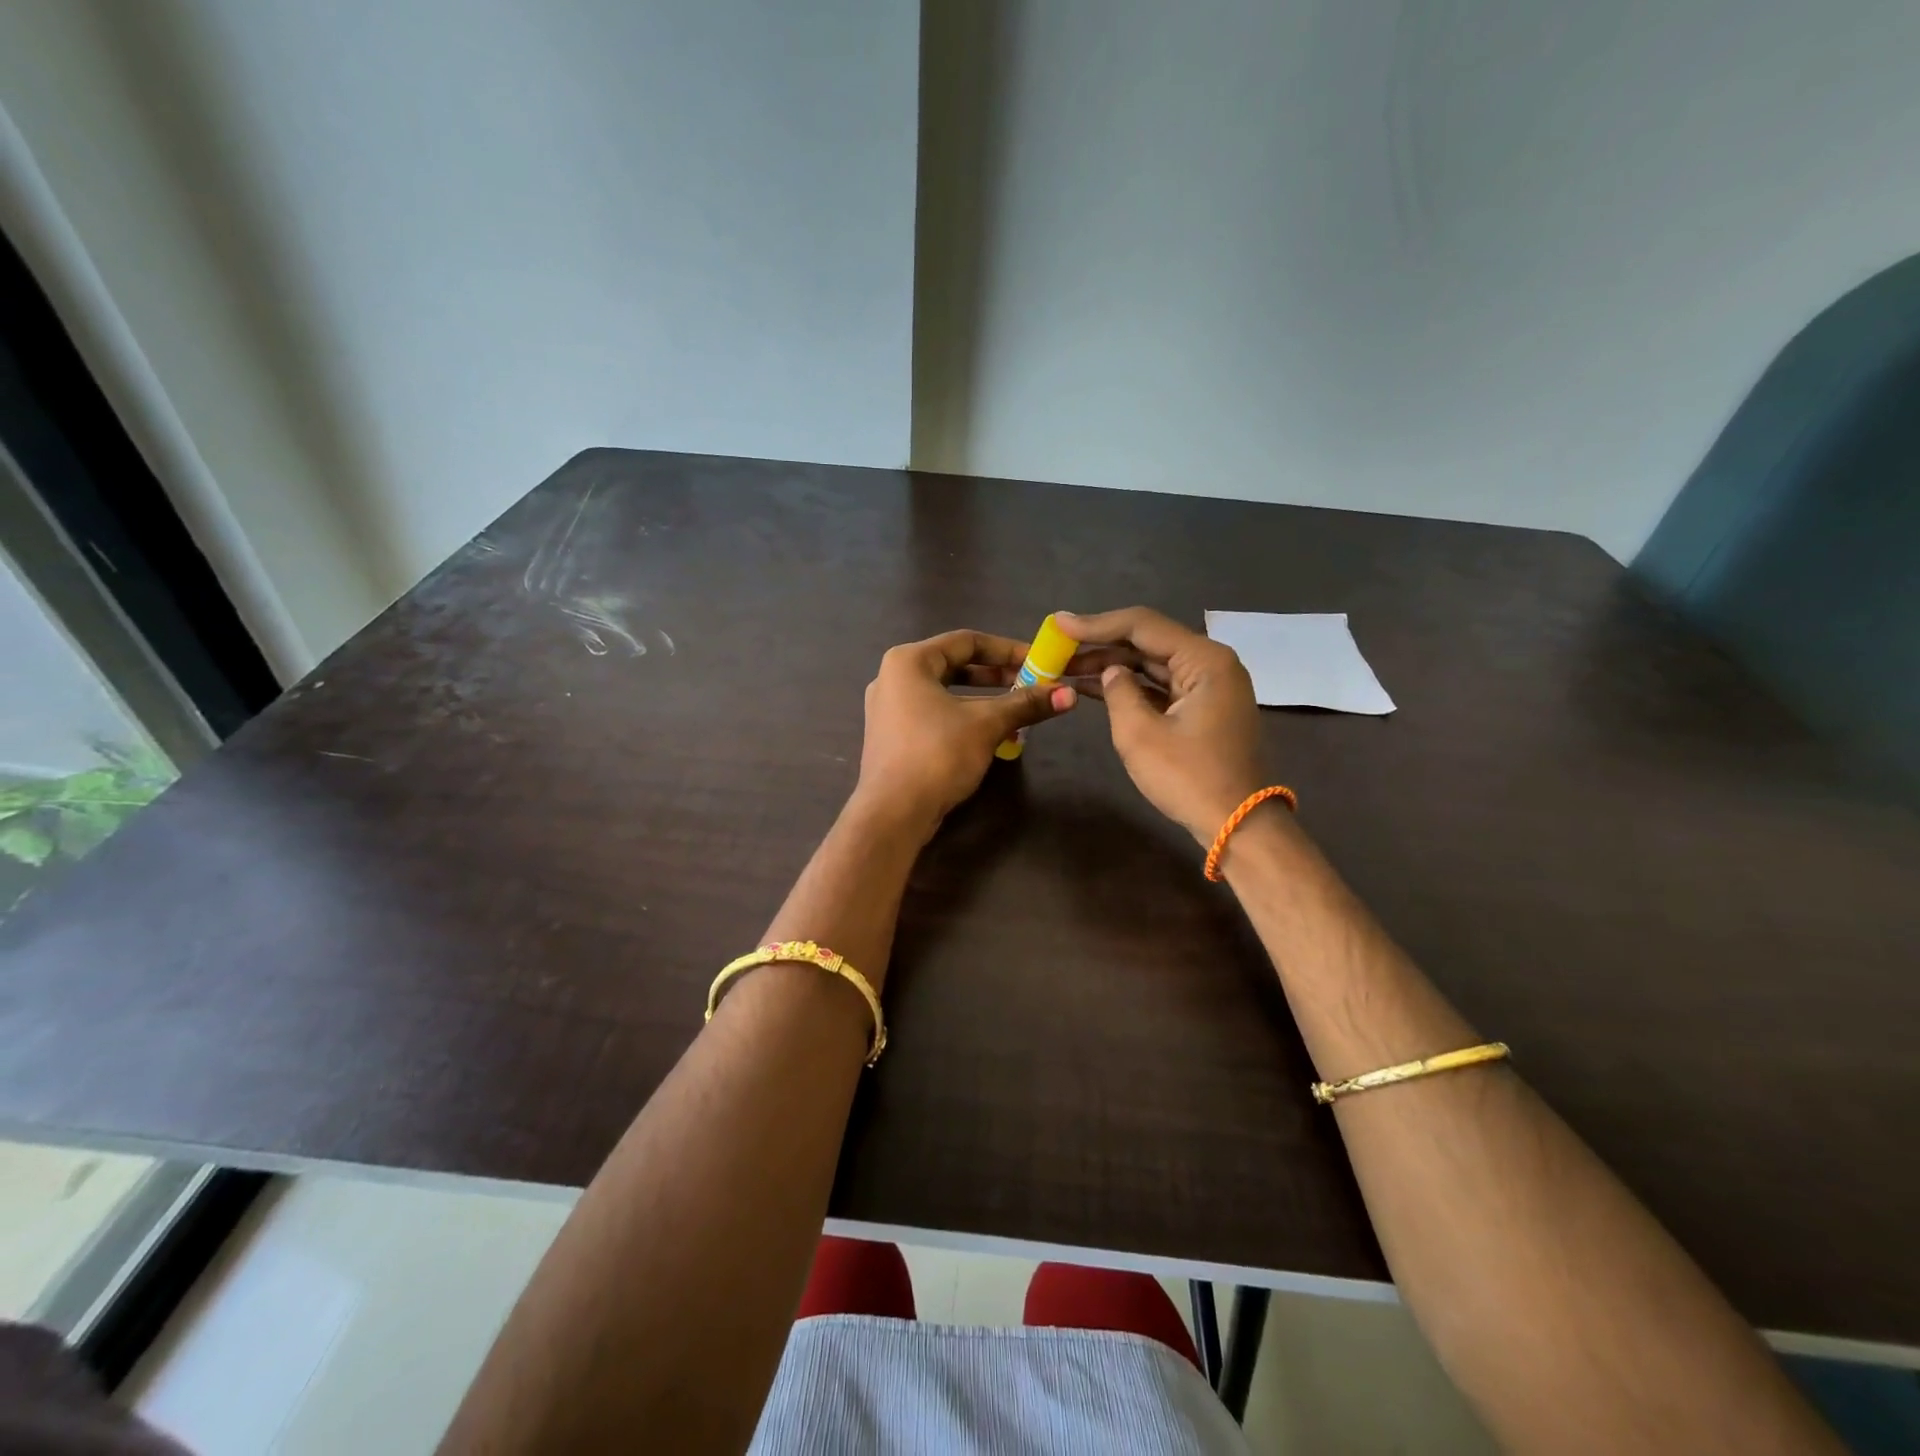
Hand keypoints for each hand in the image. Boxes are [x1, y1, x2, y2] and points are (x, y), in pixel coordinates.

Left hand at [855, 630, 1076, 838]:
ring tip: (1017, 711)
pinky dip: (963, 718)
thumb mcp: (987, 724)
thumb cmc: (937, 754)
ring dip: (983, 700)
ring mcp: (888, 710)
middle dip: (996, 676)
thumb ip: (1025, 704)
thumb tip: (1070, 694)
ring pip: (945, 693)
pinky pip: (934, 715)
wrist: (893, 813)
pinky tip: (990, 735)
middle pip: (954, 665)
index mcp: (908, 661)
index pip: (966, 641)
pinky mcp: (893, 737)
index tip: (1038, 662)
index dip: (1007, 649)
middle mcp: (892, 678)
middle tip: (1031, 684)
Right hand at [1056, 608, 1265, 844]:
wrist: (1238, 825)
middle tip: (1057, 649)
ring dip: (1112, 667)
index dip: (1095, 624)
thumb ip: (1118, 692)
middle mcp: (1211, 663)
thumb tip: (1110, 673)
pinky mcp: (1204, 709)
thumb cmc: (1189, 778)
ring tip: (1067, 668)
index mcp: (1204, 660)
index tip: (1057, 623)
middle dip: (1101, 646)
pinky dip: (1131, 687)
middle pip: (1148, 643)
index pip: (1142, 626)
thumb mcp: (1140, 734)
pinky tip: (1095, 688)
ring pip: (1153, 665)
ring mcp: (1210, 687)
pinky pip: (1161, 687)